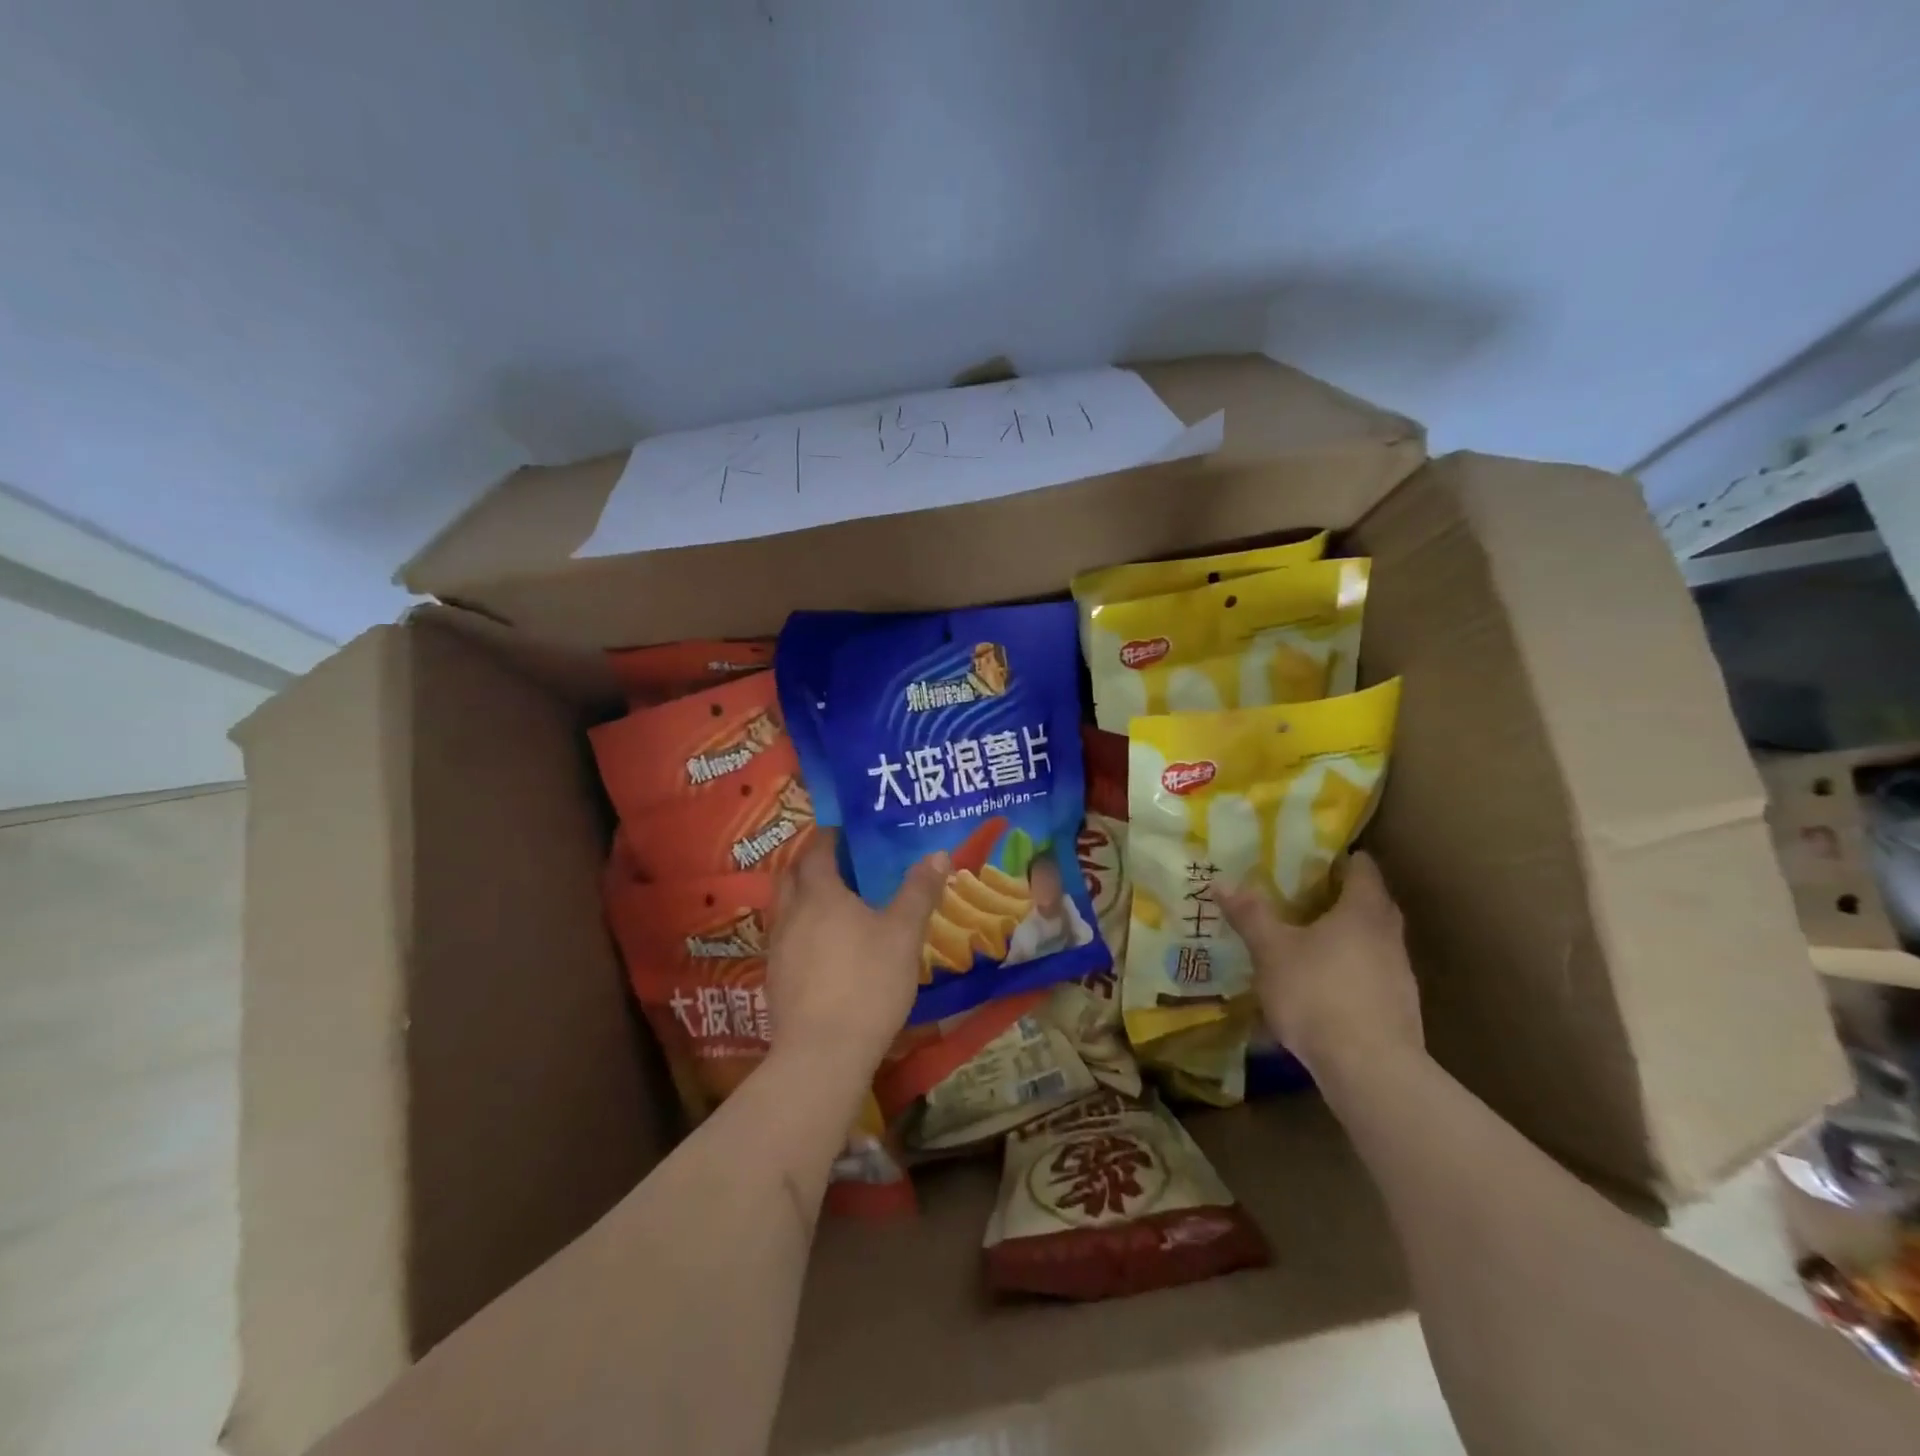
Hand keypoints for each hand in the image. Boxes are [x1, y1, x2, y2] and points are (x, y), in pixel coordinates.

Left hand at [767, 833, 949, 1076]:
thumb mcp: (903, 934)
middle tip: (841, 862)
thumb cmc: (867, 982)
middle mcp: (791, 914)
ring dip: (805, 897)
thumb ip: (919, 892)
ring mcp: (778, 949)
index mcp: (819, 894)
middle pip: (792, 875)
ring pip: (786, 908)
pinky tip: (826, 948)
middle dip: (811, 863)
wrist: (823, 1054)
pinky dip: (804, 929)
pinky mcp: (776, 980)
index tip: (846, 831)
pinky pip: (788, 939)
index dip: (829, 837)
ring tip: (836, 904)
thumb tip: (938, 854)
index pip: (816, 851)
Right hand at [1220, 851, 1422, 1085]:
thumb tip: (1222, 881)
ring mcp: (1399, 974)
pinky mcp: (1399, 1009)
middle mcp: (1389, 935)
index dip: (1339, 858)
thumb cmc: (1318, 993)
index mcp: (1363, 910)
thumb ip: (1250, 915)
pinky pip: (1371, 974)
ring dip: (1345, 936)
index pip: (1362, 868)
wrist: (1370, 1069)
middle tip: (1301, 895)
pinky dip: (1349, 970)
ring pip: (1372, 941)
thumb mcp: (1272, 950)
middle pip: (1370, 903)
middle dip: (1340, 897)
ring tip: (1307, 941)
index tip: (1310, 857)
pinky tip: (1321, 986)